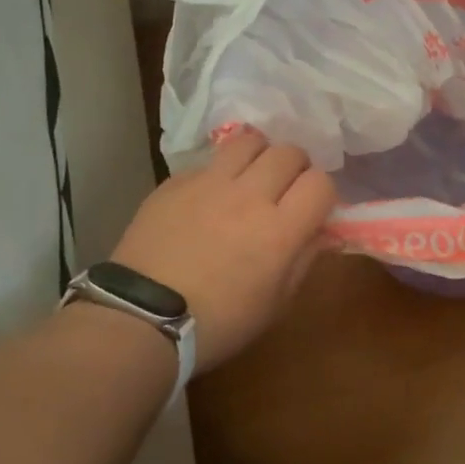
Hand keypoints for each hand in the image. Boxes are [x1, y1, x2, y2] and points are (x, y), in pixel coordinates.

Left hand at [110, 132, 334, 372]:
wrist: (142, 318)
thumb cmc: (220, 322)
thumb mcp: (276, 304)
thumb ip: (304, 260)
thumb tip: (320, 233)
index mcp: (280, 230)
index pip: (321, 183)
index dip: (323, 193)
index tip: (313, 210)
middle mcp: (249, 195)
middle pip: (289, 152)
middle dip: (296, 168)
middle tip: (286, 190)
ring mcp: (209, 183)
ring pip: (249, 141)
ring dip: (260, 155)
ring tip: (252, 177)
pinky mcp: (175, 182)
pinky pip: (209, 161)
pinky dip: (220, 172)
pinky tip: (211, 197)